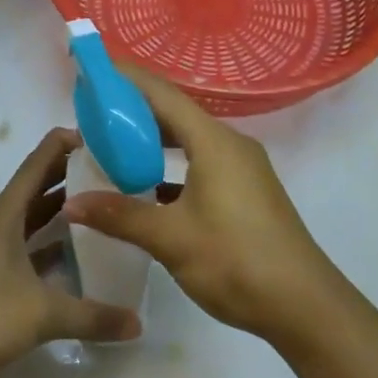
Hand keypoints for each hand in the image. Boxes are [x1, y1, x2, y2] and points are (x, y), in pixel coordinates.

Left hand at [0, 128, 141, 377]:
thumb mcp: (42, 315)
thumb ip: (93, 317)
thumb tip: (138, 323)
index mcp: (4, 215)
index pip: (38, 163)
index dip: (66, 144)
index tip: (103, 138)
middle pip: (36, 186)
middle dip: (71, 174)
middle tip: (113, 170)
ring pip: (30, 217)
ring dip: (60, 209)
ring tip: (100, 205)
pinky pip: (24, 244)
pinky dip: (48, 242)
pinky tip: (75, 255)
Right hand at [63, 67, 342, 344]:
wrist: (305, 307)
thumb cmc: (236, 260)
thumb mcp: (171, 238)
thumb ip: (120, 216)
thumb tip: (72, 204)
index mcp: (214, 142)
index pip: (162, 94)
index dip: (126, 79)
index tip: (94, 70)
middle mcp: (230, 145)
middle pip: (175, 114)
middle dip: (134, 110)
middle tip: (92, 112)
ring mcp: (242, 169)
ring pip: (189, 141)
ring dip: (152, 141)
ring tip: (112, 145)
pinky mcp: (246, 192)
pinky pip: (201, 163)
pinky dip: (171, 166)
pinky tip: (146, 187)